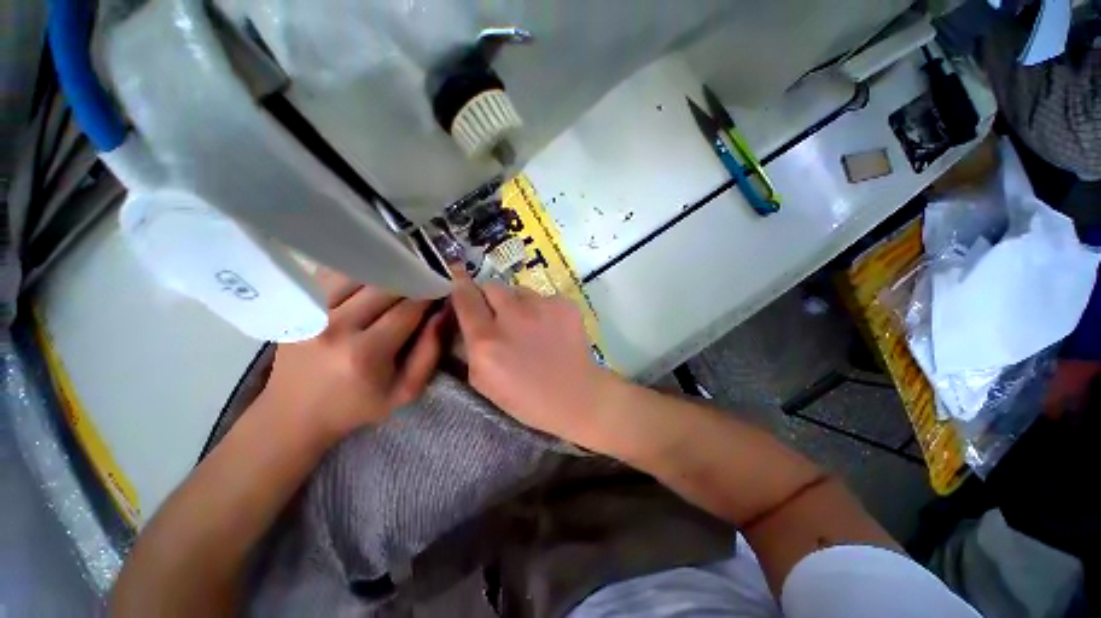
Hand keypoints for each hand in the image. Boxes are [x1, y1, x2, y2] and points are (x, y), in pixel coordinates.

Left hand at [259, 269, 446, 442]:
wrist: (295, 413)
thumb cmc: (358, 405)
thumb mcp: (406, 390)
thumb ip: (430, 352)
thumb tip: (444, 312)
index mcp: (366, 353)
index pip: (409, 309)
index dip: (429, 295)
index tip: (441, 290)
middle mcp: (337, 327)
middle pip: (385, 286)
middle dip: (411, 282)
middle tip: (423, 284)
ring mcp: (312, 313)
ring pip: (360, 274)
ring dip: (386, 275)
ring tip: (398, 281)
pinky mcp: (297, 306)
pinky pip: (334, 275)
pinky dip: (357, 273)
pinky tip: (369, 281)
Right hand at [450, 269, 612, 444]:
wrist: (574, 395)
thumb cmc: (526, 397)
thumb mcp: (483, 381)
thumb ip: (470, 346)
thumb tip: (469, 318)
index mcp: (486, 340)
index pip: (465, 297)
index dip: (460, 287)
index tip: (460, 284)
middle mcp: (512, 317)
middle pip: (491, 286)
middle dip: (489, 297)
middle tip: (499, 314)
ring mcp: (541, 306)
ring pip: (518, 291)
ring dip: (517, 304)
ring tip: (529, 325)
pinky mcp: (563, 303)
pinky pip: (543, 297)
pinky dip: (541, 309)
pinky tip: (550, 329)